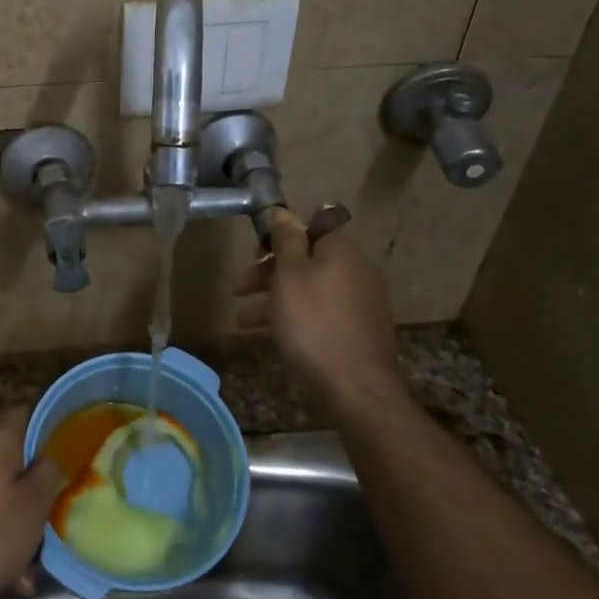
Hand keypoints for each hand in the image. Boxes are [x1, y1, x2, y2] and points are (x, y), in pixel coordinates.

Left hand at [0, 408, 65, 598]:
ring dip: (2, 513)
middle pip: (4, 454)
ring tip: (18, 561)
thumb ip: (46, 475)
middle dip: (22, 484)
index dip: (43, 433)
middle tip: (39, 521)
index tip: (56, 463)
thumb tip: (45, 458)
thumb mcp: (33, 510)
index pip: (24, 414)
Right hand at [233, 206, 405, 397]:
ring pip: (309, 290)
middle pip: (306, 261)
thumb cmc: (313, 324)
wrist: (356, 387)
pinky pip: (319, 314)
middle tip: (238, 288)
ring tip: (242, 321)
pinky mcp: (357, 331)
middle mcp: (356, 271)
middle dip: (268, 273)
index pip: (308, 230)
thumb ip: (286, 240)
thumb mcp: (290, 275)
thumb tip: (283, 211)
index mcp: (341, 252)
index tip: (253, 254)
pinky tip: (273, 336)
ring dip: (274, 300)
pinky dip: (294, 318)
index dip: (277, 239)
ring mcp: (360, 303)